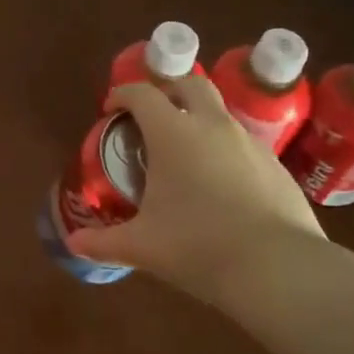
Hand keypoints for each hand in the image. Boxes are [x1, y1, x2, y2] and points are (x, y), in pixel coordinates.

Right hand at [67, 77, 323, 306]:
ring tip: (186, 155)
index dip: (122, 95)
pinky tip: (221, 185)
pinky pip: (244, 144)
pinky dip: (225, 150)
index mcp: (173, 133)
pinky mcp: (277, 166)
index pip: (142, 93)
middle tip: (152, 118)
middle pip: (190, 83)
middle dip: (168, 91)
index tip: (111, 110)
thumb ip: (104, 242)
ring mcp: (250, 143)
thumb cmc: (199, 246)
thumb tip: (74, 244)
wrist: (279, 269)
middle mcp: (212, 125)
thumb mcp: (143, 247)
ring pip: (220, 113)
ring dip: (199, 120)